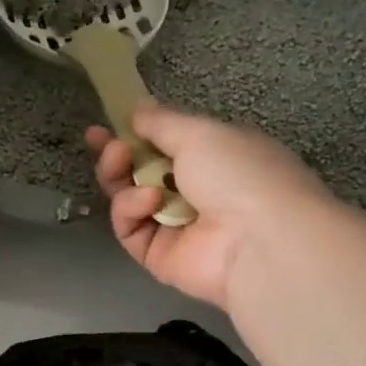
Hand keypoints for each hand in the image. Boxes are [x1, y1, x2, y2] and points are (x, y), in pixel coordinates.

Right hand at [87, 105, 331, 309]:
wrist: (260, 241)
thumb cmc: (238, 173)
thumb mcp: (200, 132)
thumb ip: (162, 121)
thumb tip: (138, 109)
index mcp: (216, 158)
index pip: (167, 144)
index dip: (135, 133)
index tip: (105, 126)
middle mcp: (197, 192)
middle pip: (143, 172)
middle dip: (119, 156)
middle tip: (108, 146)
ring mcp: (177, 227)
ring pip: (131, 199)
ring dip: (121, 177)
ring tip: (122, 163)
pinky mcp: (160, 256)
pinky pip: (131, 229)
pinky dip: (132, 210)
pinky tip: (148, 200)